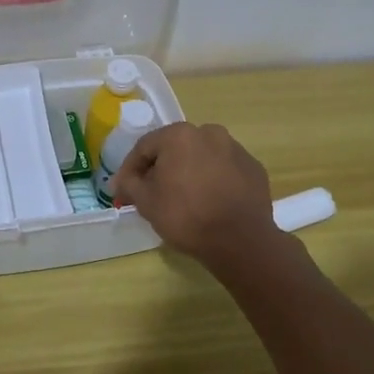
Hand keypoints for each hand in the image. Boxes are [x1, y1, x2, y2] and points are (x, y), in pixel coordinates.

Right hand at [109, 122, 277, 267]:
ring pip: (201, 157)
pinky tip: (209, 202)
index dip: (130, 169)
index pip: (144, 147)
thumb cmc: (186, 216)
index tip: (123, 189)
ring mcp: (235, 149)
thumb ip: (129, 184)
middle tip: (152, 193)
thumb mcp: (146, 202)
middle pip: (174, 149)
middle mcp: (209, 133)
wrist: (240, 241)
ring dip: (189, 172)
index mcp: (179, 135)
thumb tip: (119, 181)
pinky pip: (224, 170)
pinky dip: (213, 180)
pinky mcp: (253, 168)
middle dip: (161, 168)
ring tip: (183, 198)